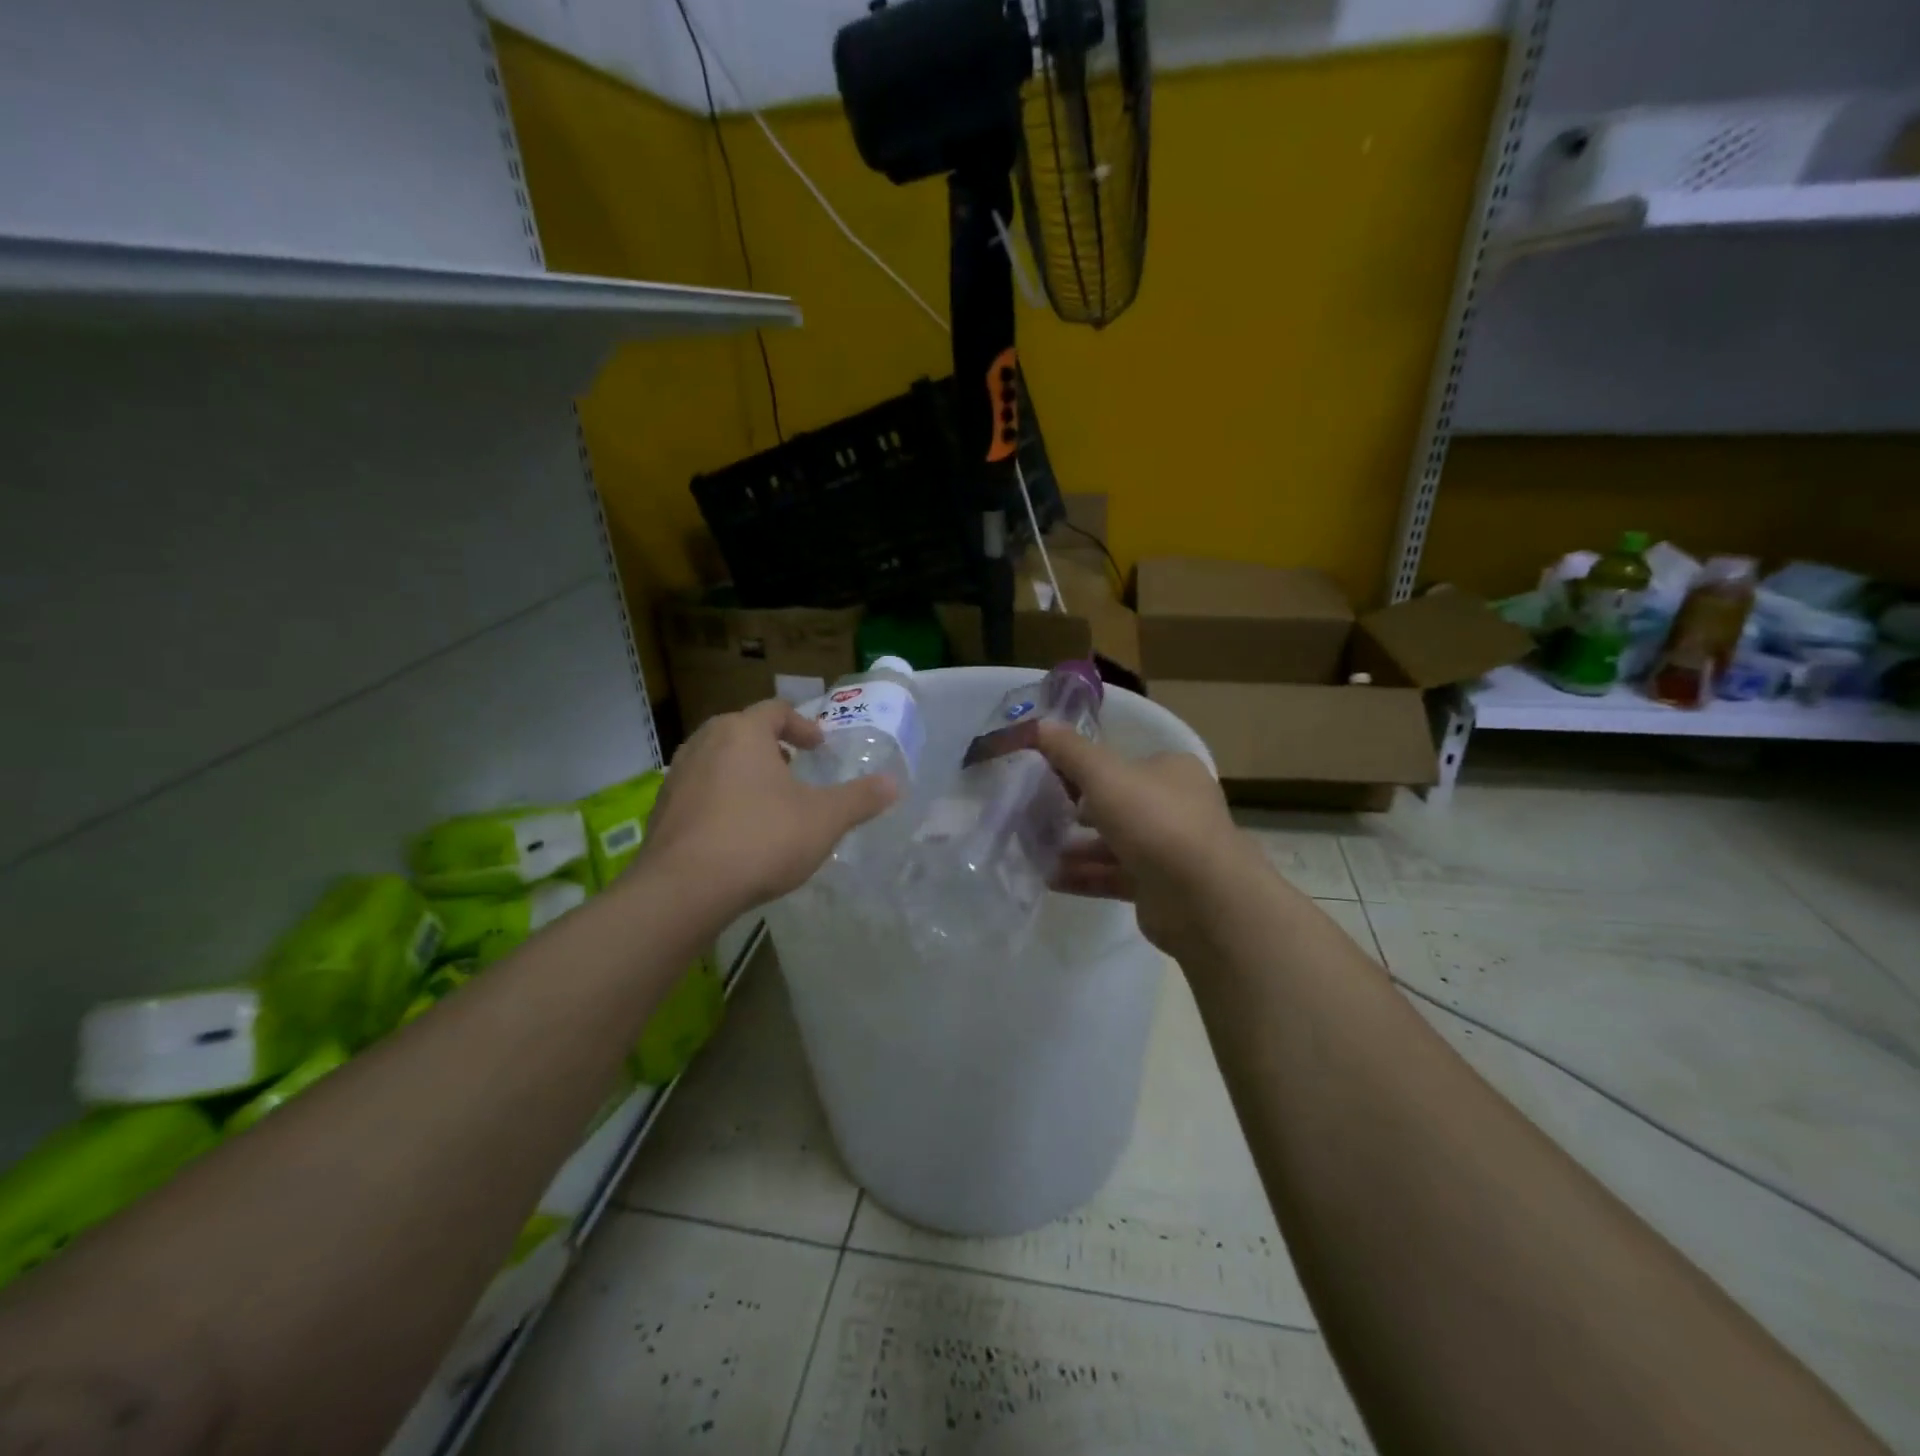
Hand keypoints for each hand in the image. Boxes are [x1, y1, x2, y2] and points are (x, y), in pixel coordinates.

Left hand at [636, 699, 897, 919]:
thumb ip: (860, 799)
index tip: (818, 747)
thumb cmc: (762, 839)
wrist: (684, 889)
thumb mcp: (824, 819)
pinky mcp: (662, 811)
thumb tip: (894, 783)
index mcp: (743, 732)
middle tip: (793, 768)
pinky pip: (698, 792)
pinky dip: (720, 800)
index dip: (802, 726)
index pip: (775, 711)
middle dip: (770, 747)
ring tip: (766, 800)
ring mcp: (677, 776)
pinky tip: (736, 832)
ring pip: (717, 760)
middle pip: (741, 731)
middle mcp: (704, 743)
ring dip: (743, 772)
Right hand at [1035, 721, 1265, 955]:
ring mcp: (1170, 850)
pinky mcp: (1160, 888)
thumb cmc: (1155, 821)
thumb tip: (1039, 724)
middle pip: (1119, 804)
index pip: (1125, 763)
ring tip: (1035, 848)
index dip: (1087, 768)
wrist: (1203, 897)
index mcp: (1173, 771)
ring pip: (1115, 843)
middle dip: (1079, 810)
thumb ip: (1070, 751)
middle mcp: (1177, 807)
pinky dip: (1085, 876)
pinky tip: (1049, 878)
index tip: (1050, 776)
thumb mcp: (1104, 775)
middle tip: (1040, 814)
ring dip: (1077, 847)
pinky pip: (1114, 876)